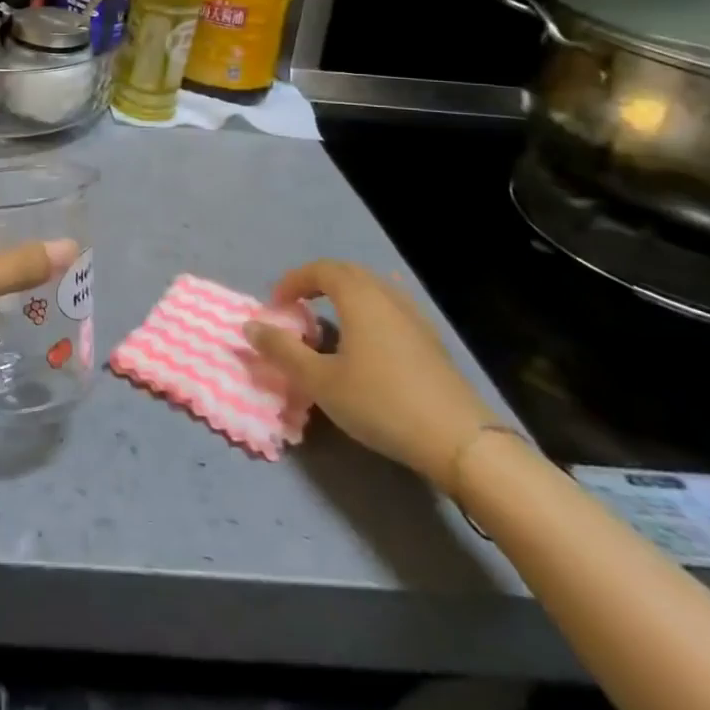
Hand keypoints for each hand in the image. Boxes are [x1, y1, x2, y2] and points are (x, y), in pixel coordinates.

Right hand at [244, 261, 498, 490]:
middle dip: (317, 283)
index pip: (320, 269)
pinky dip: (368, 311)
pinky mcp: (431, 340)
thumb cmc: (381, 403)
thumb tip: (249, 326)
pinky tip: (368, 339)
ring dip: (344, 296)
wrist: (460, 441)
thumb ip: (282, 351)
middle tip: (297, 307)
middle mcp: (387, 295)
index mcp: (359, 297)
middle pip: (348, 273)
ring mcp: (414, 316)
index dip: (293, 281)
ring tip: (329, 322)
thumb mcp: (320, 381)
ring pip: (372, 289)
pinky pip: (390, 308)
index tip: (276, 306)